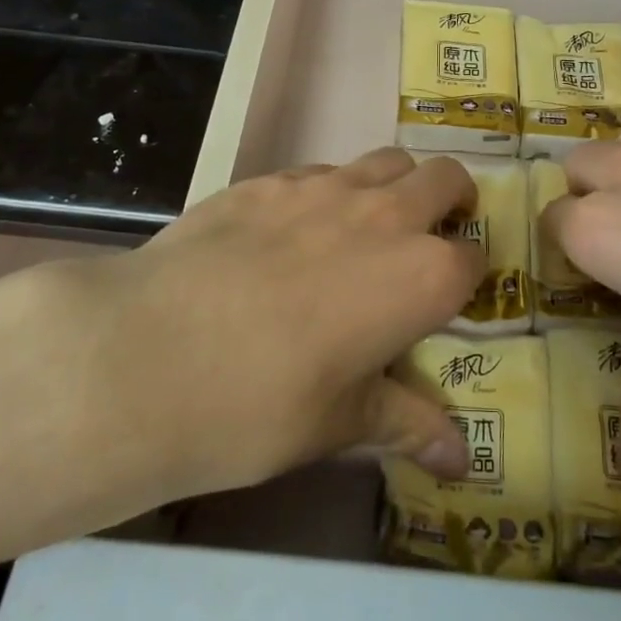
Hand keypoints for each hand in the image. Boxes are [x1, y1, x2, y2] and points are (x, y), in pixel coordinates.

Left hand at [2, 148, 481, 537]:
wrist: (148, 353)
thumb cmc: (259, 403)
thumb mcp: (338, 424)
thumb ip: (405, 424)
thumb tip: (460, 460)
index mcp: (420, 276)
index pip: (472, 259)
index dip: (468, 278)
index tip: (450, 299)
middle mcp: (384, 216)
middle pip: (443, 178)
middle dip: (451, 200)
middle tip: (431, 235)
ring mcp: (323, 187)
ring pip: (385, 161)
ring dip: (394, 185)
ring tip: (368, 227)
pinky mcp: (267, 178)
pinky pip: (320, 171)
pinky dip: (330, 191)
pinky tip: (292, 232)